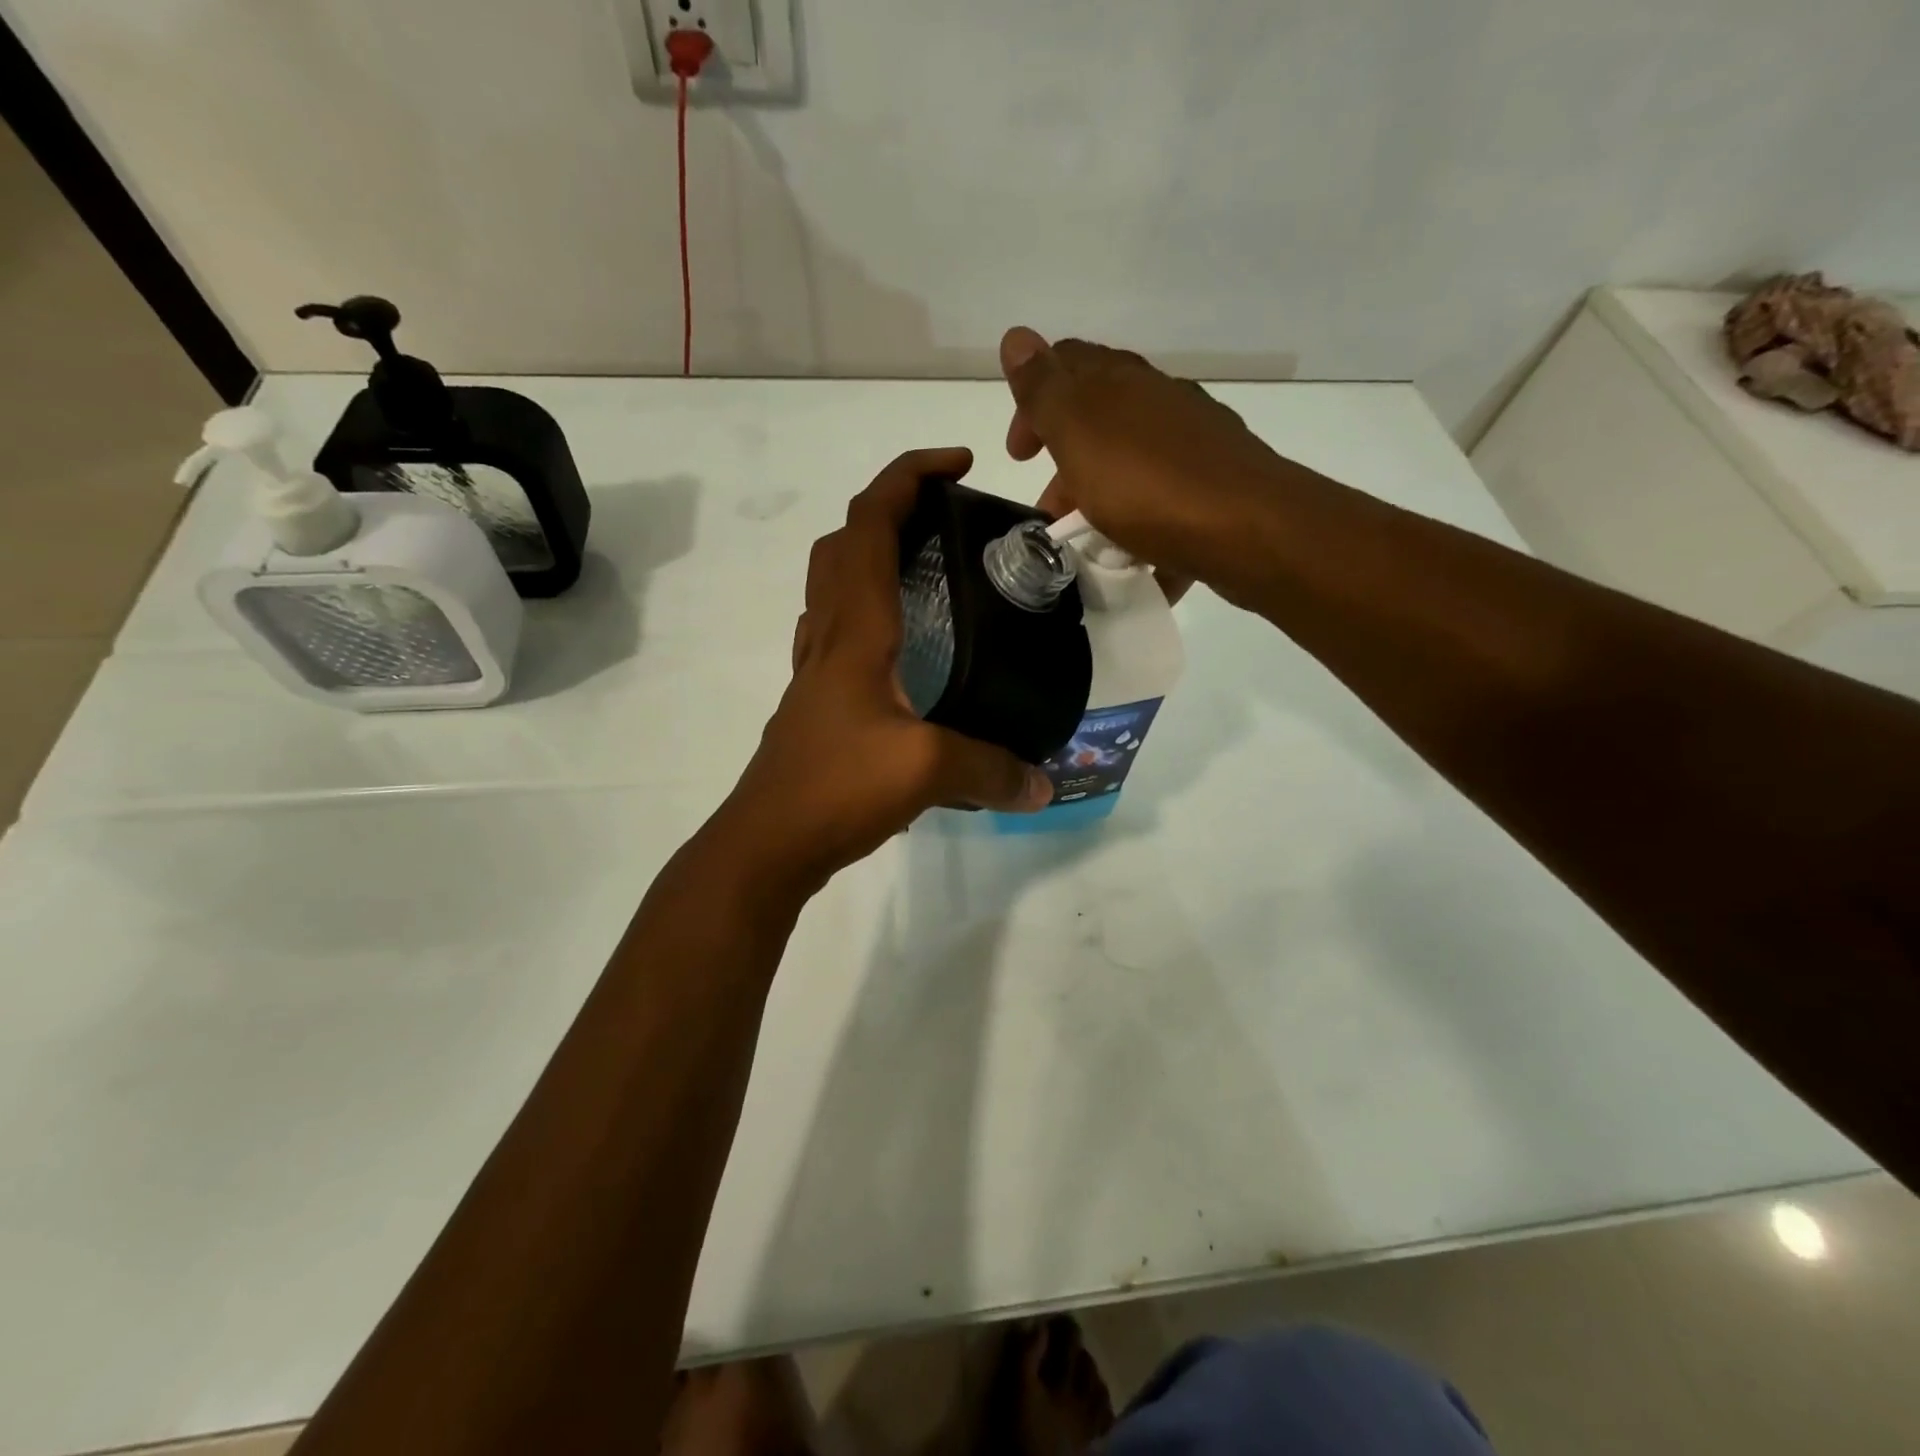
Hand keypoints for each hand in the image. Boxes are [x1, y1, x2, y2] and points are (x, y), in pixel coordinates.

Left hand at [717, 448, 1053, 892]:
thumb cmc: (835, 788)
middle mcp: (828, 637)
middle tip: (944, 518)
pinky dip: (866, 613)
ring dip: (870, 555)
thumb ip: (991, 769)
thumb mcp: (925, 771)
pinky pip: (836, 634)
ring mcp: (815, 671)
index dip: (908, 476)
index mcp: (855, 630)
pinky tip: (902, 651)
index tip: (958, 465)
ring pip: (831, 586)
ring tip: (927, 572)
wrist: (766, 843)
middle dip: (889, 507)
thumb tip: (1043, 785)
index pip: (869, 524)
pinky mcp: (815, 704)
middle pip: (843, 543)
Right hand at [1000, 328, 1294, 602]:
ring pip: (1132, 462)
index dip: (1032, 406)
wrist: (1247, 529)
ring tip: (1090, 543)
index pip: (1065, 368)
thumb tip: (1016, 336)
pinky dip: (1142, 523)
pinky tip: (1138, 555)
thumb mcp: (1079, 433)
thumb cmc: (1147, 484)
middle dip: (1065, 463)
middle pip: (1099, 420)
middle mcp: (1160, 401)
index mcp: (1121, 382)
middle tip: (1051, 512)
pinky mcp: (1217, 485)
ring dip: (1101, 496)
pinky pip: (1165, 498)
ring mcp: (1194, 442)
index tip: (1020, 456)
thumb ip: (1044, 390)